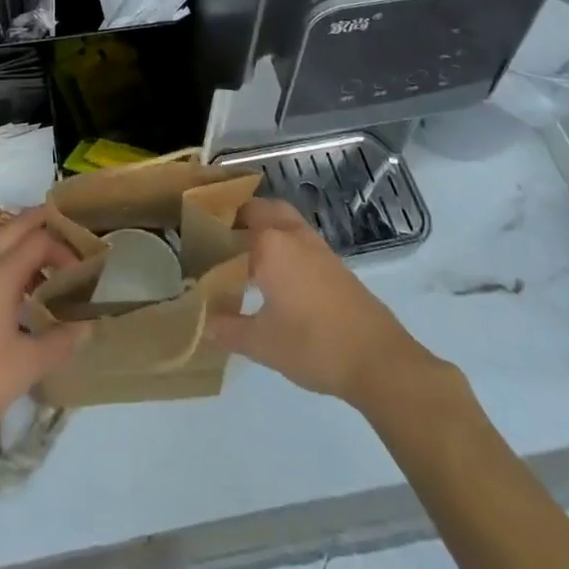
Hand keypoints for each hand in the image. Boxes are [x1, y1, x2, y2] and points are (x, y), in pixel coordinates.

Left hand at [0, 208, 86, 466]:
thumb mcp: (25, 366)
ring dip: (23, 249)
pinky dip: (9, 272)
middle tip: (70, 228)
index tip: (86, 271)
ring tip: (52, 268)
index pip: (37, 241)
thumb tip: (88, 326)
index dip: (65, 248)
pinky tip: (21, 302)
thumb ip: (60, 342)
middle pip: (12, 231)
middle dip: (40, 223)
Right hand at [206, 198, 433, 407]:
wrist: (377, 359)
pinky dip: (280, 239)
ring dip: (261, 224)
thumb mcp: (262, 343)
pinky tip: (272, 271)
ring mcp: (315, 245)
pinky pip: (296, 235)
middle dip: (236, 217)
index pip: (230, 227)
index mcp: (269, 244)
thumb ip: (227, 329)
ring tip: (240, 250)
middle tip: (214, 237)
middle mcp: (291, 234)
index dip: (209, 233)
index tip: (191, 243)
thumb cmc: (313, 346)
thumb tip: (202, 324)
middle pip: (258, 209)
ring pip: (281, 218)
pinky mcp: (332, 261)